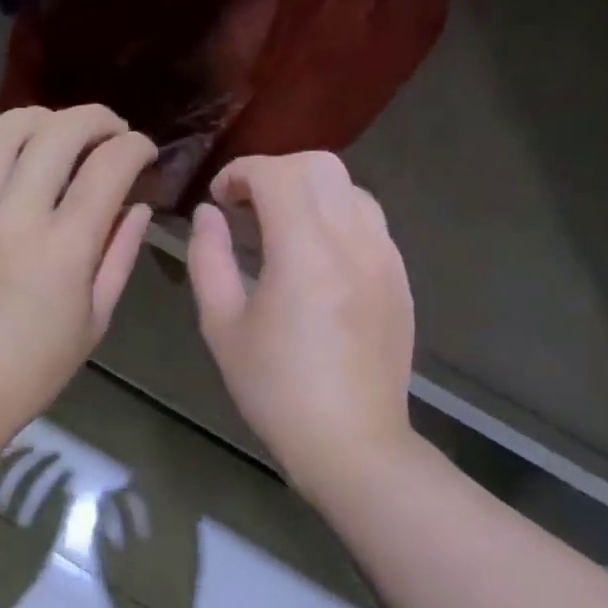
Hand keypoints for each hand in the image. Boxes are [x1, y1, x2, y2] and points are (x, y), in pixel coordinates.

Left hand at [0, 104, 155, 463]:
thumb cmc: (31, 371)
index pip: (109, 167)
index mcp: (65, 247)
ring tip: (57, 132)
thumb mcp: (92, 322)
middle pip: (59, 132)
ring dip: (41, 119)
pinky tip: (7, 165)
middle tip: (111, 131)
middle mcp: (16, 214)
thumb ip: (118, 257)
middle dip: (96, 119)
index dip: (135, 147)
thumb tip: (137, 209)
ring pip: (3, 130)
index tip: (144, 151)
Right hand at [187, 152, 414, 496]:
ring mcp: (385, 258)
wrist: (351, 441)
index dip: (240, 172)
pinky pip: (370, 223)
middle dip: (276, 171)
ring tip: (281, 227)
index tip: (218, 197)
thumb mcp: (223, 327)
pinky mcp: (400, 278)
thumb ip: (209, 260)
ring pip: (351, 189)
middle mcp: (354, 241)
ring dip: (310, 191)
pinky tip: (316, 256)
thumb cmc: (275, 390)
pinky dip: (337, 217)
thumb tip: (208, 215)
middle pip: (321, 165)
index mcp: (305, 252)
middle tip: (246, 205)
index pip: (277, 174)